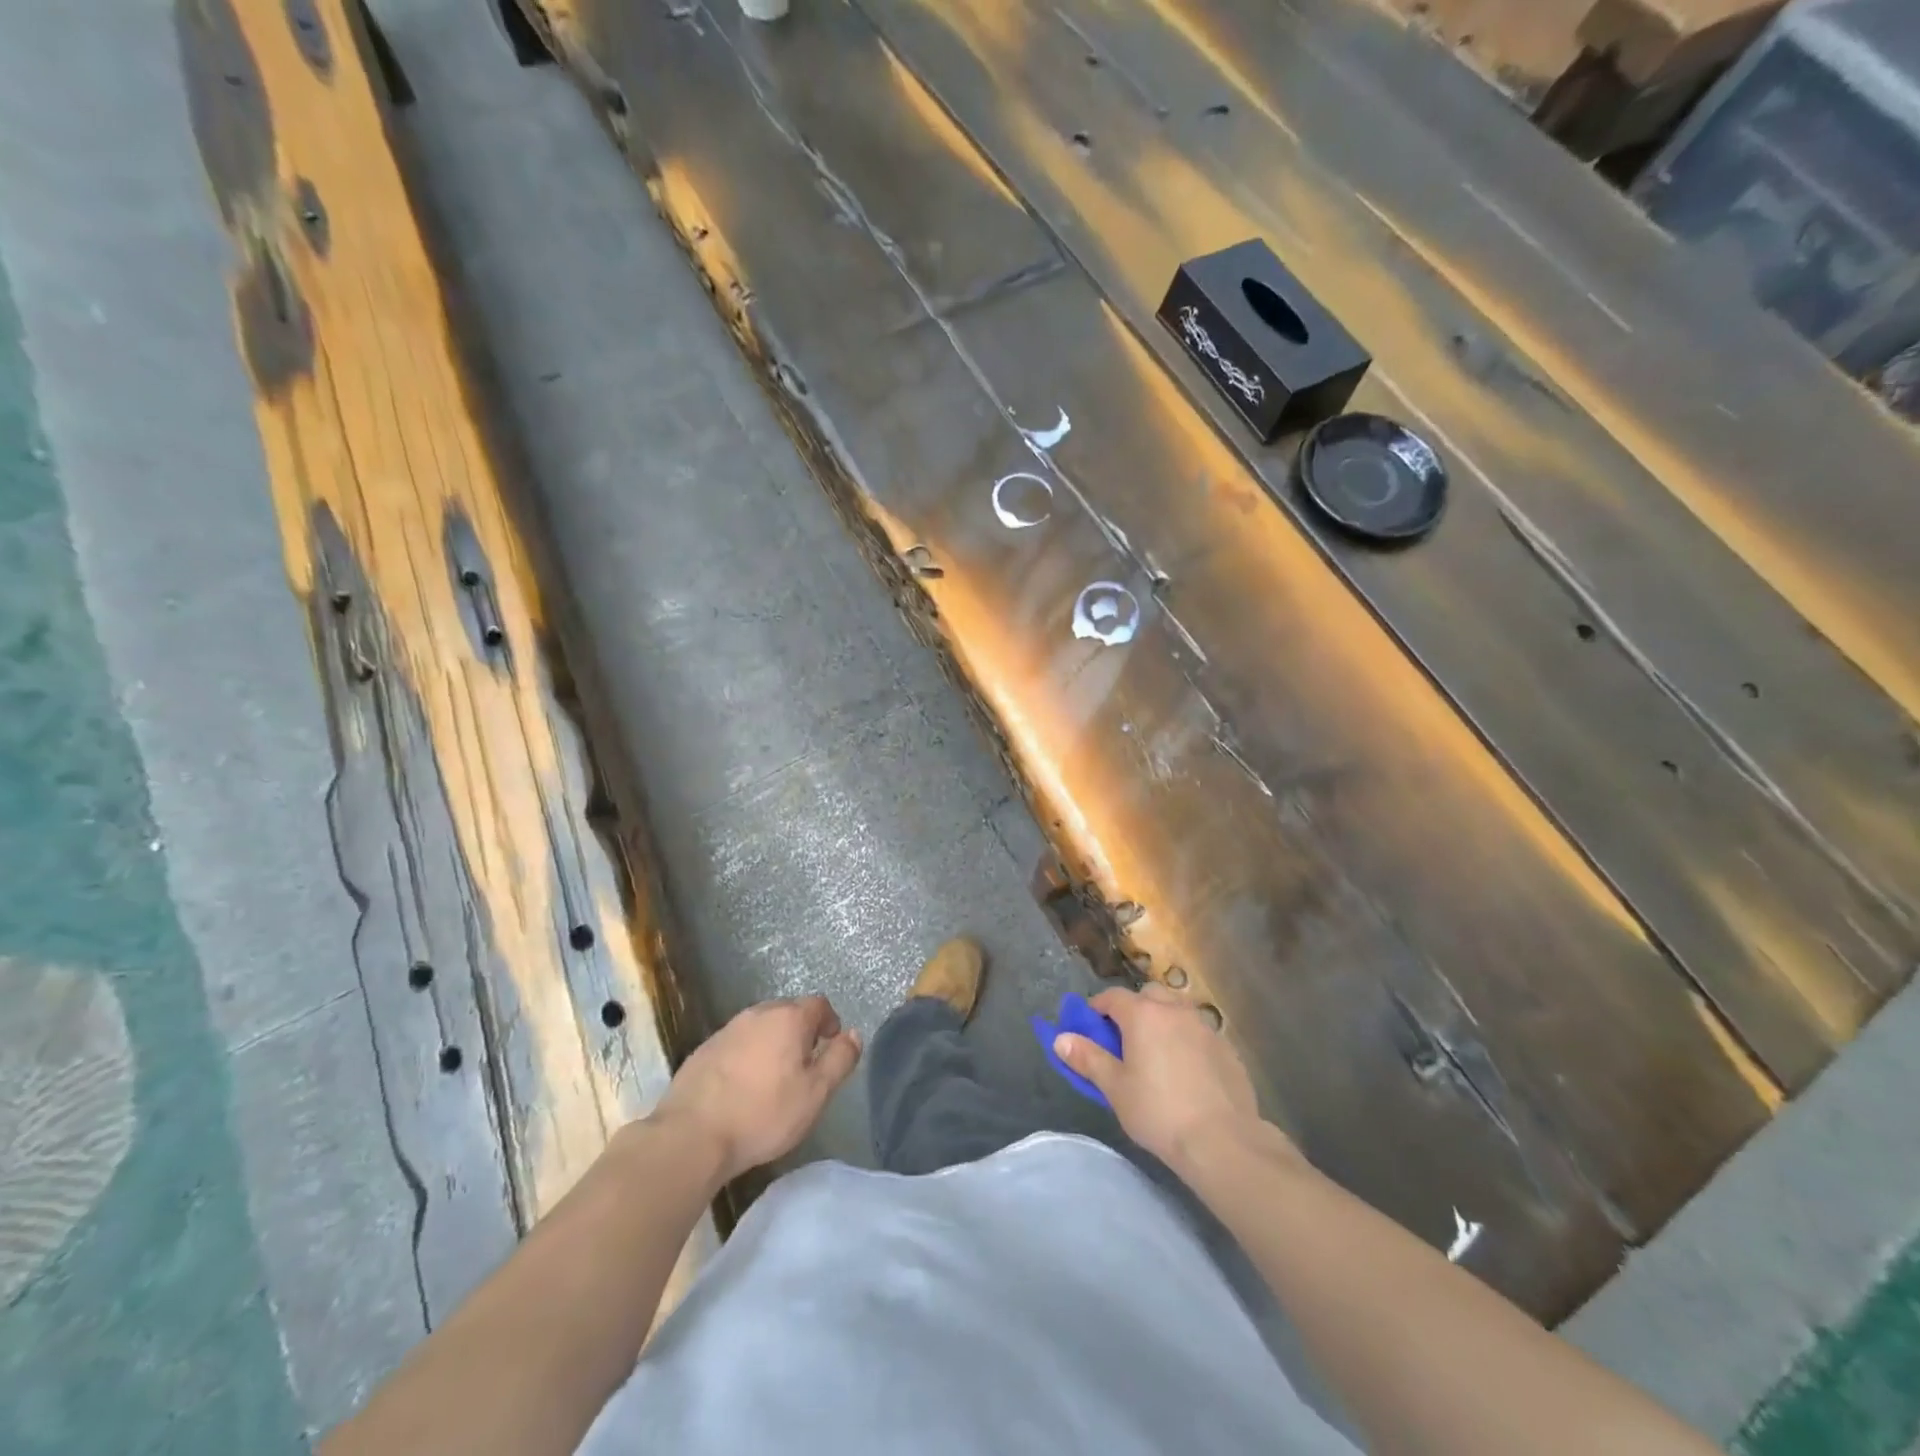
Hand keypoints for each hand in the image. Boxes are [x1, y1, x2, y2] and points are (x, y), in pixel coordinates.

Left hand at [654, 995, 861, 1183]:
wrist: (692, 1135)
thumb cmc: (763, 1114)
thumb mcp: (815, 1093)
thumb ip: (840, 1060)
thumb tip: (854, 1034)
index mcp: (788, 1018)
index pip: (819, 1004)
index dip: (829, 1022)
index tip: (829, 1047)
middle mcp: (758, 1014)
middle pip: (788, 1011)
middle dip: (801, 1031)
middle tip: (804, 1066)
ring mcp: (727, 1029)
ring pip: (761, 1026)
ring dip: (772, 1043)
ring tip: (773, 1078)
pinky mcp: (704, 1049)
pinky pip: (737, 1043)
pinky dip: (747, 1055)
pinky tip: (742, 1087)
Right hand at [1053, 984, 1268, 1169]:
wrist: (1222, 1141)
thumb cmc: (1158, 1112)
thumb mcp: (1115, 1088)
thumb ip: (1087, 1058)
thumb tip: (1060, 1038)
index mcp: (1143, 1014)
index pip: (1112, 997)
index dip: (1097, 1009)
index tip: (1090, 1030)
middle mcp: (1174, 1010)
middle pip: (1148, 996)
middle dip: (1134, 1010)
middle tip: (1125, 1042)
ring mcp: (1204, 1027)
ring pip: (1177, 1011)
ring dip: (1163, 1022)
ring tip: (1157, 1056)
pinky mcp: (1226, 1048)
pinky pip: (1198, 1033)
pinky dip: (1187, 1042)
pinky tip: (1187, 1073)